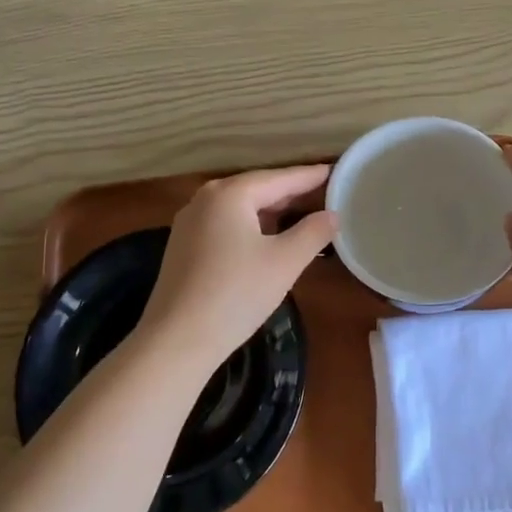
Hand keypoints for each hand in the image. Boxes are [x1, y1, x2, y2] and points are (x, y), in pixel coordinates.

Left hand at [136, 165, 337, 377]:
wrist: (176, 340)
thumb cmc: (236, 294)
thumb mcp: (285, 262)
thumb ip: (312, 233)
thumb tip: (332, 214)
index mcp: (230, 194)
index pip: (280, 178)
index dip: (310, 176)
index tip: (335, 171)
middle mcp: (206, 198)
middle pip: (257, 189)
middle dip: (290, 193)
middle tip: (324, 193)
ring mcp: (190, 222)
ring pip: (240, 208)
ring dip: (270, 211)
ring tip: (301, 213)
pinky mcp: (183, 246)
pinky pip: (225, 224)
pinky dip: (250, 225)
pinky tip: (266, 238)